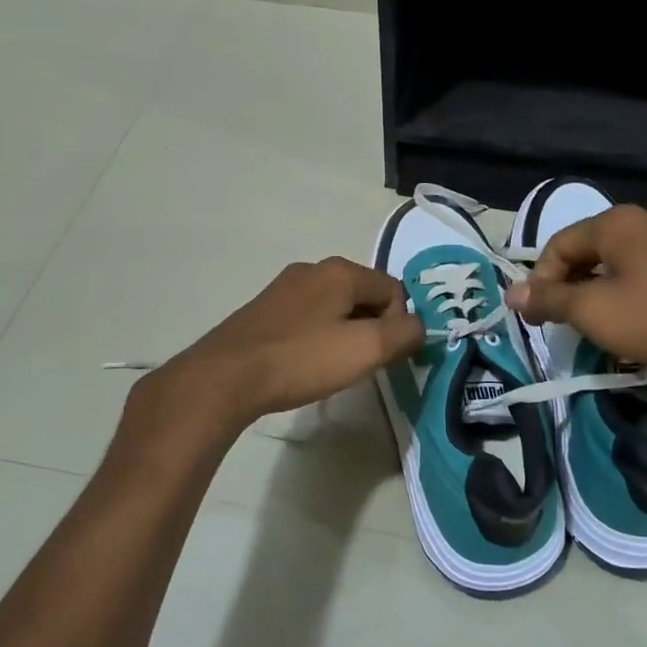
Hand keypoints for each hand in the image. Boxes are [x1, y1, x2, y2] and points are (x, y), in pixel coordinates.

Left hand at [149, 256, 423, 429]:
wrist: (226, 377)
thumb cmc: (302, 359)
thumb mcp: (365, 349)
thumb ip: (404, 334)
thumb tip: (420, 326)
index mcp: (340, 271)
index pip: (393, 289)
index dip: (399, 323)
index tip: (386, 356)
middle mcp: (312, 270)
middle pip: (363, 295)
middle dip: (373, 328)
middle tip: (363, 364)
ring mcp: (284, 288)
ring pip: (335, 307)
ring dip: (345, 334)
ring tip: (333, 368)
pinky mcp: (264, 310)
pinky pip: (308, 318)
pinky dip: (318, 338)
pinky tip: (305, 363)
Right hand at [505, 204, 646, 399]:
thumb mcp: (594, 312)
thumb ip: (549, 299)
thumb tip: (512, 294)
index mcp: (618, 221)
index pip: (559, 244)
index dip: (541, 280)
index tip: (539, 317)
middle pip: (591, 249)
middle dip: (572, 286)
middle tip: (568, 323)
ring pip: (622, 261)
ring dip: (601, 291)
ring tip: (602, 326)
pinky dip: (633, 292)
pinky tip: (640, 321)